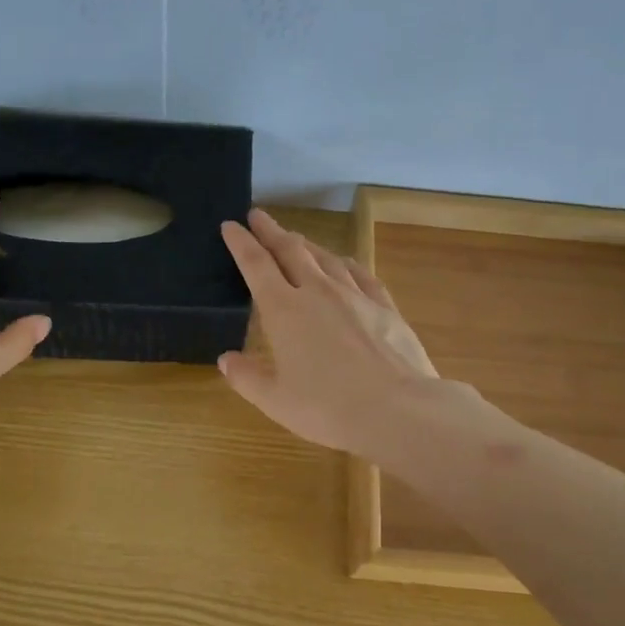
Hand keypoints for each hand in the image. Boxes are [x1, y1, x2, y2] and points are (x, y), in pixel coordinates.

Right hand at [217, 208, 439, 457]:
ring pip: (325, 258)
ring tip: (295, 238)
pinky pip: (360, 273)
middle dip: (271, 231)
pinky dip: (346, 263)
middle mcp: (317, 291)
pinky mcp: (384, 306)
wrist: (397, 409)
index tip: (231, 225)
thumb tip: (226, 359)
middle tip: (258, 216)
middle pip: (290, 250)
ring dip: (306, 244)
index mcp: (283, 310)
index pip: (255, 265)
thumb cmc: (327, 408)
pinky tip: (345, 263)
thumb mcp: (275, 400)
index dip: (241, 243)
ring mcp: (354, 295)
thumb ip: (247, 377)